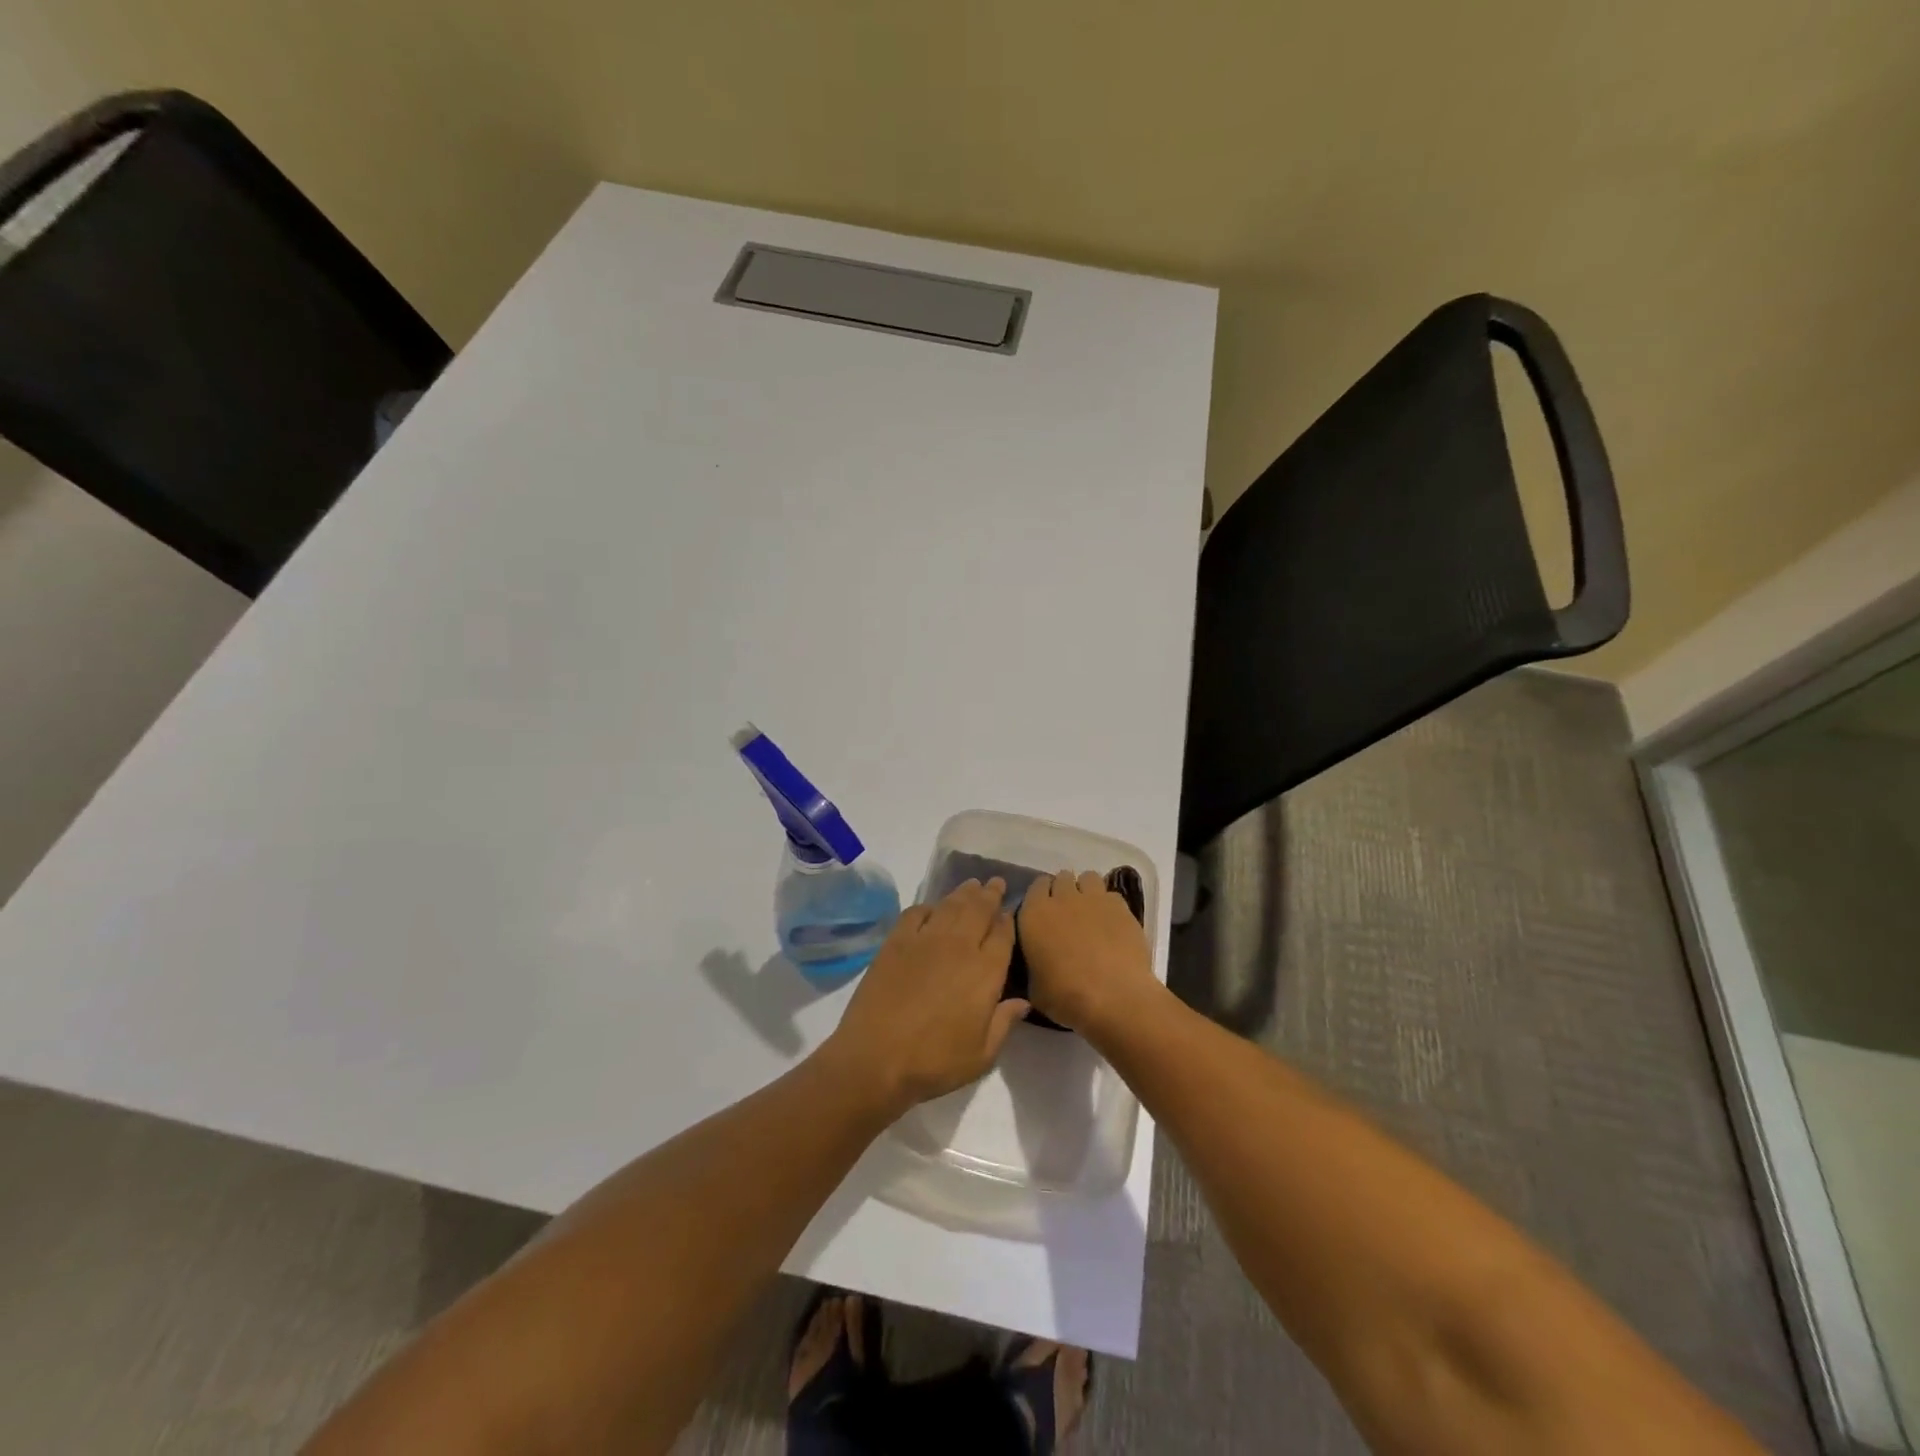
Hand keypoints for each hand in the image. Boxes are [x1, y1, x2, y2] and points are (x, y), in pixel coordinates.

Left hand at [821, 878, 1027, 1114]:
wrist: (876, 1057)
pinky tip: (932, 908)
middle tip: (995, 883)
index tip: (1008, 912)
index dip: (1007, 920)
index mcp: (985, 971)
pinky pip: (916, 912)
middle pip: (979, 909)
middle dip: (990, 894)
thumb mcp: (981, 1055)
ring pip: (950, 905)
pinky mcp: (896, 941)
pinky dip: (928, 906)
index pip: (1003, 934)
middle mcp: (959, 945)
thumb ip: (1004, 1023)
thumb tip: (1023, 1002)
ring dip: (964, 893)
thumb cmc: (935, 1061)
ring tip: (971, 885)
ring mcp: (925, 939)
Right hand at [1016, 870, 1161, 1034]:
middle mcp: (1062, 898)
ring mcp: (1094, 899)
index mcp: (1034, 914)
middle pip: (1061, 878)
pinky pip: (1111, 895)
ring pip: (1088, 878)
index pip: (1035, 886)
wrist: (1114, 997)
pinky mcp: (1121, 907)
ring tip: (1091, 913)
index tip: (1044, 912)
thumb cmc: (1066, 996)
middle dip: (1064, 891)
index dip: (1041, 897)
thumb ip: (1034, 964)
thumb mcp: (1034, 987)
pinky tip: (1112, 924)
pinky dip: (1109, 905)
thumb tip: (1039, 962)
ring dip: (1087, 891)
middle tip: (1068, 914)